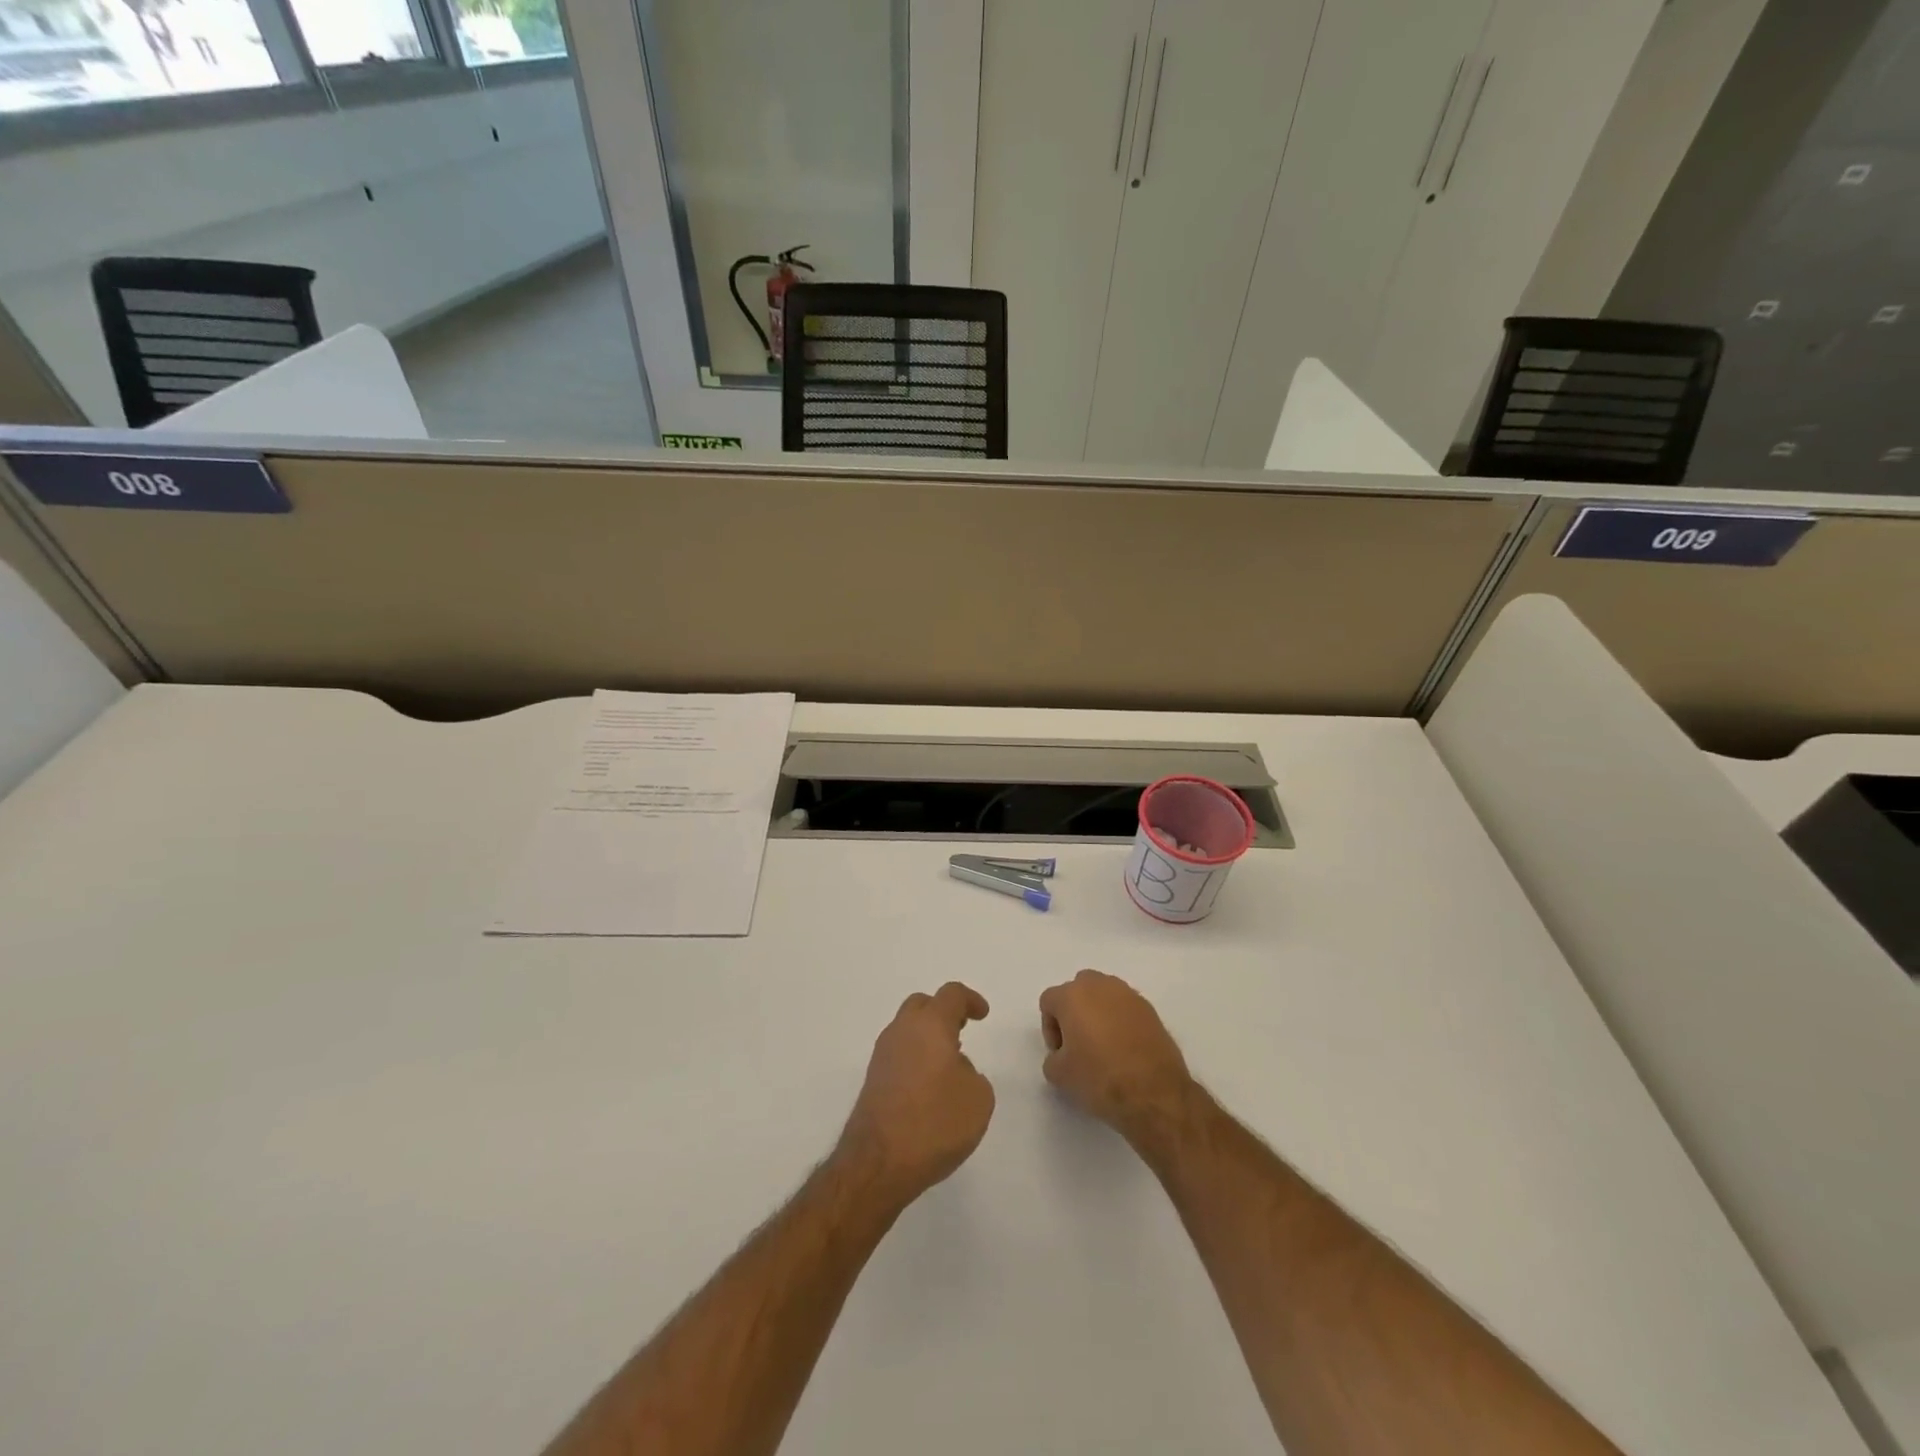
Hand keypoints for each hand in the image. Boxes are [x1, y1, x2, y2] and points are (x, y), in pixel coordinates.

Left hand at [838, 983, 994, 1205]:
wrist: (879, 1162)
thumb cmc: (935, 1122)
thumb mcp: (978, 1098)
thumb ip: (972, 1074)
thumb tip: (954, 1069)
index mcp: (930, 1025)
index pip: (951, 995)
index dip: (970, 1000)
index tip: (983, 1015)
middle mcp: (902, 1031)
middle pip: (922, 1005)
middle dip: (943, 1012)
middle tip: (962, 1030)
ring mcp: (882, 1055)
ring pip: (907, 1029)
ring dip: (927, 1037)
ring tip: (948, 1064)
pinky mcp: (873, 1080)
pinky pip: (898, 1054)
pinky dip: (915, 1058)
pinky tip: (928, 1086)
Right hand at [1039, 970, 1193, 1143]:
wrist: (1154, 1092)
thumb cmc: (1100, 1077)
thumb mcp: (1060, 1075)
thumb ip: (1052, 1058)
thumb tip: (1062, 1055)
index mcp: (1073, 995)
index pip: (1049, 1001)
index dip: (1050, 1028)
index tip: (1060, 1053)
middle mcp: (1100, 985)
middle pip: (1078, 990)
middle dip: (1074, 1012)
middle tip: (1078, 1043)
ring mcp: (1129, 995)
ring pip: (1104, 995)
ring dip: (1098, 1013)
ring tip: (1104, 1046)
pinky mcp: (1151, 1009)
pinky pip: (1126, 1008)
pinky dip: (1121, 1022)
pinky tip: (1125, 1050)